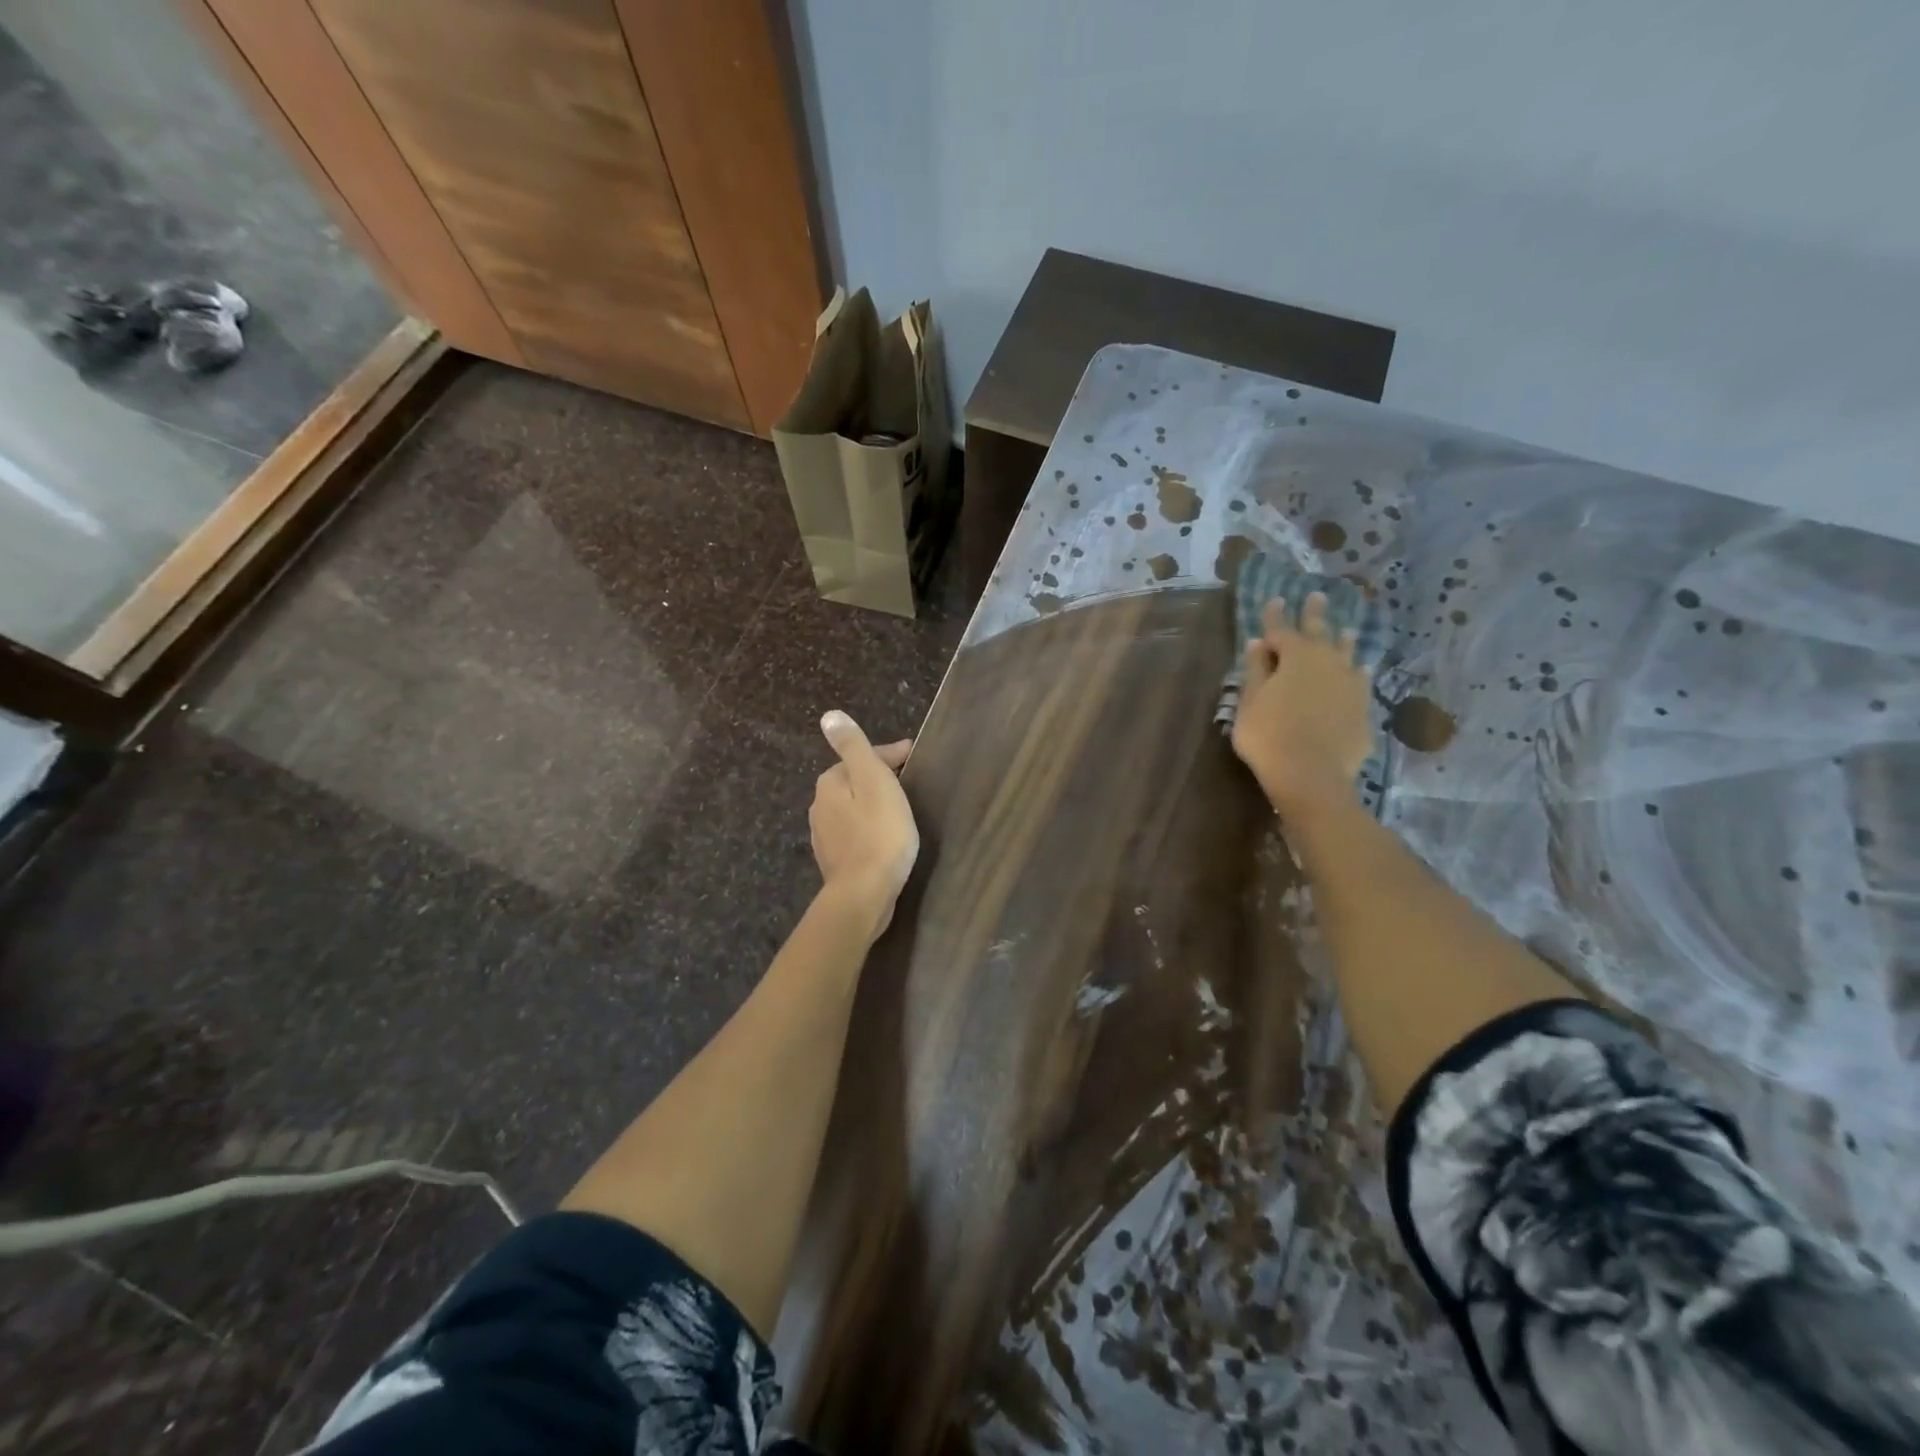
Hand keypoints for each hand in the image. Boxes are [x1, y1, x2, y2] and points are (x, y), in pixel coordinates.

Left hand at [811, 710, 918, 937]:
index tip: (914, 756)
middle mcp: (819, 806)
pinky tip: (885, 836)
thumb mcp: (872, 780)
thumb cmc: (878, 832)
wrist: (865, 893)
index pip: (860, 757)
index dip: (889, 754)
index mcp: (830, 783)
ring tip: (900, 808)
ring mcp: (824, 835)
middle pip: (854, 781)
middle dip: (878, 777)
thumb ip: (853, 747)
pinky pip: (855, 832)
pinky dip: (870, 827)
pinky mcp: (835, 860)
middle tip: (909, 781)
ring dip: (873, 803)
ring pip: (853, 807)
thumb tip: (829, 716)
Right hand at [1230, 593, 1373, 821]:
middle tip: (1317, 595)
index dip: (1275, 615)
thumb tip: (1258, 643)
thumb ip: (1255, 671)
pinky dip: (1357, 672)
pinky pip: (1360, 681)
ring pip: (1347, 654)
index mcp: (1295, 657)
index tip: (1275, 599)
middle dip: (1315, 614)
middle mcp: (1327, 663)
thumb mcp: (1249, 702)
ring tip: (1346, 629)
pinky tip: (1360, 673)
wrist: (1312, 775)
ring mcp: (1350, 685)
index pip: (1282, 629)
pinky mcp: (1363, 708)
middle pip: (1320, 632)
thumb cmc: (1269, 736)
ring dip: (1343, 640)